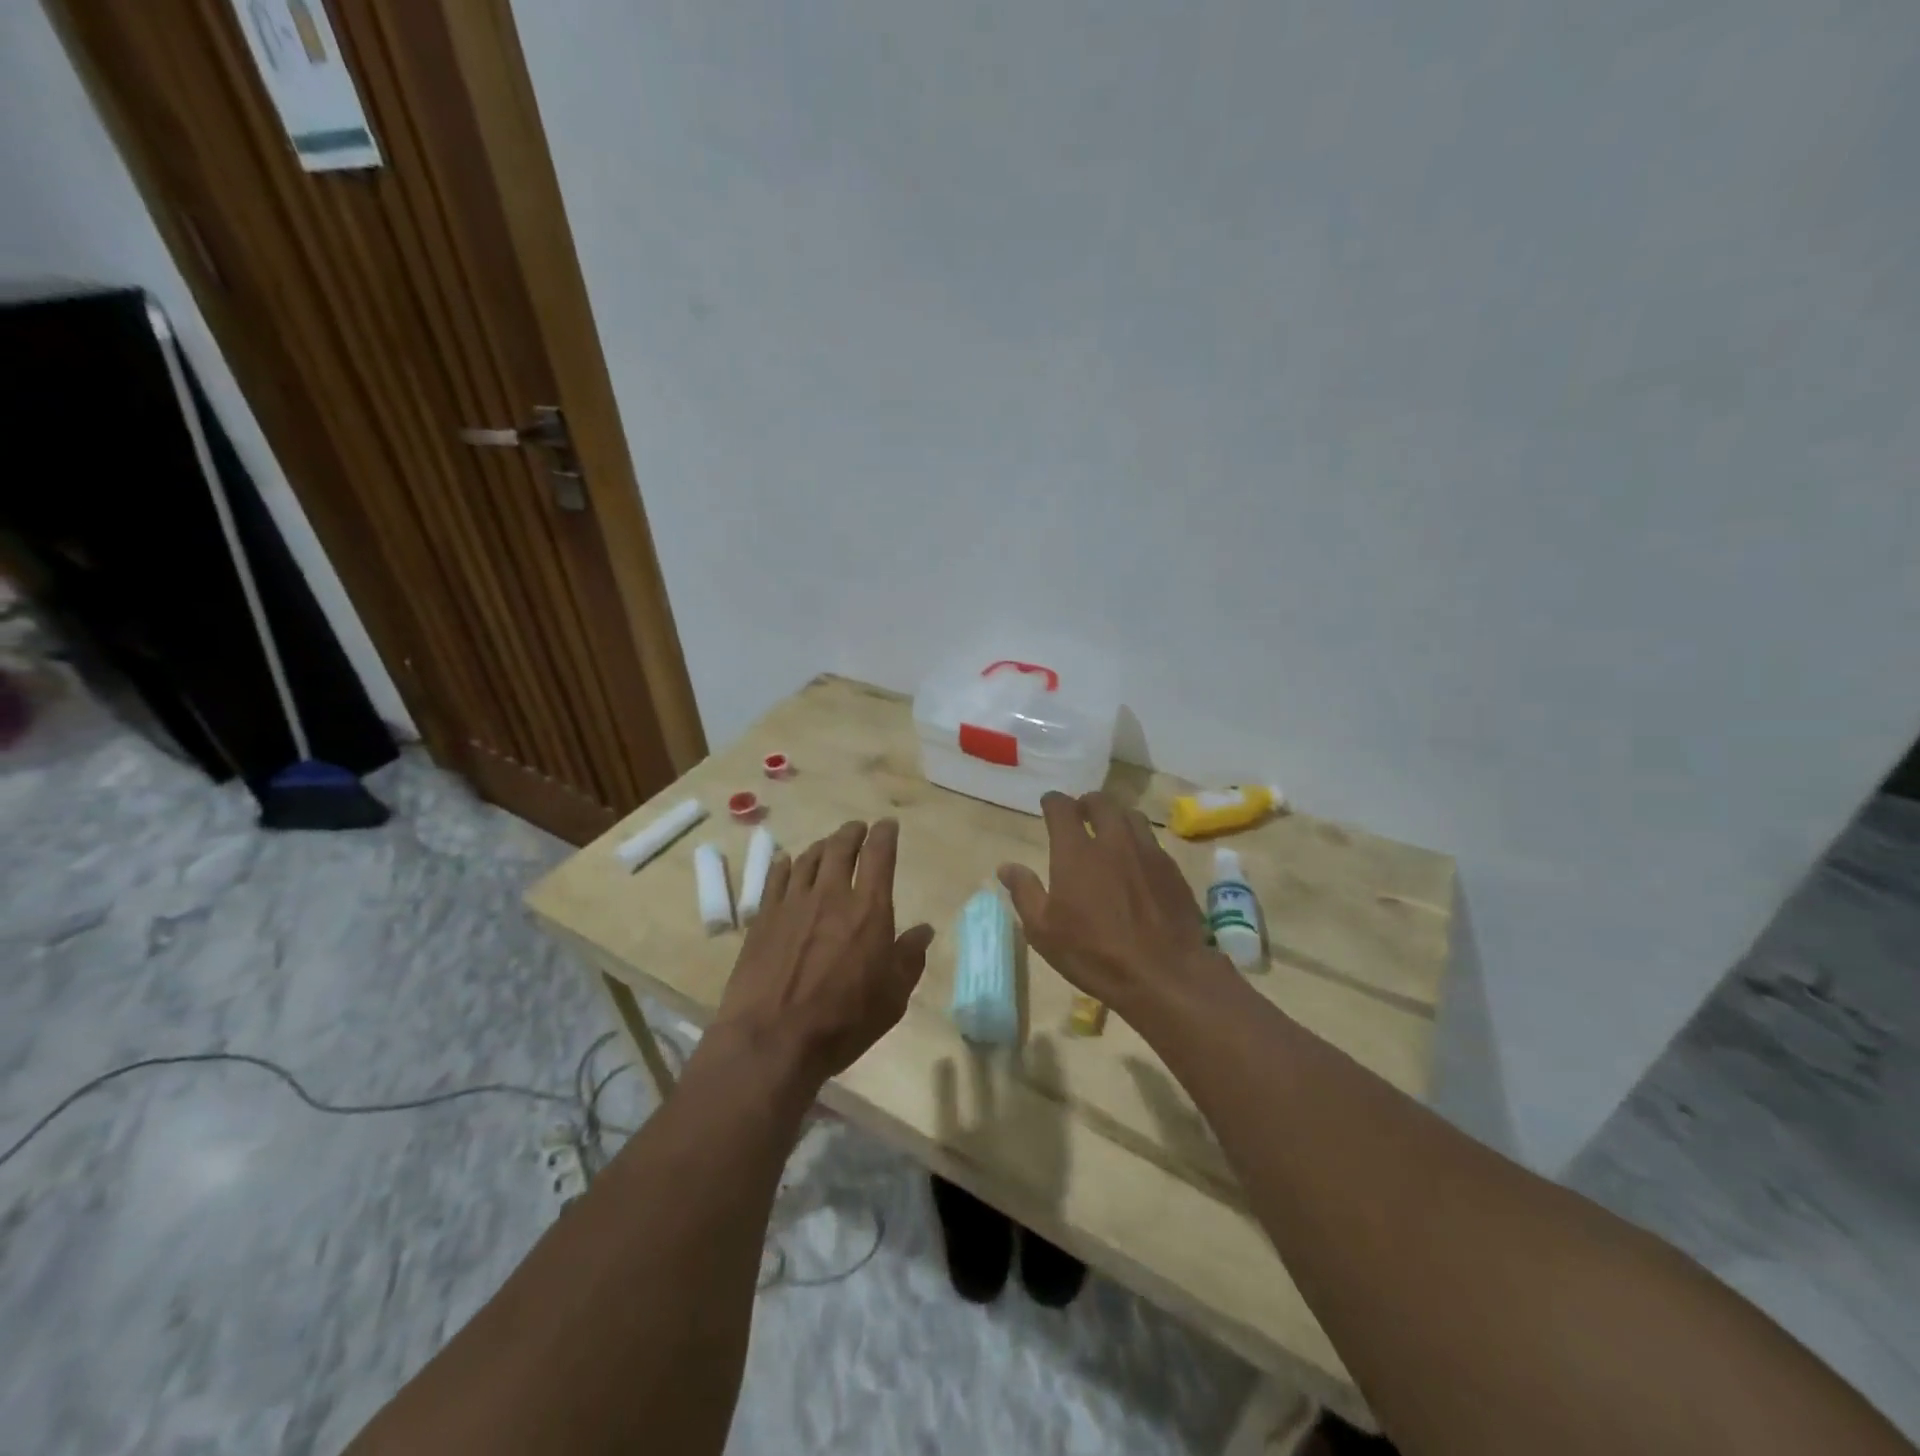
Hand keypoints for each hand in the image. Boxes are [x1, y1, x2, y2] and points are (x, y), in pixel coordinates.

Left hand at [712, 819, 934, 1088]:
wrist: (772, 1039)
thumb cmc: (843, 1021)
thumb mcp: (892, 997)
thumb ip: (910, 958)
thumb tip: (924, 930)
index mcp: (869, 909)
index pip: (879, 855)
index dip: (885, 834)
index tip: (887, 825)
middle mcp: (831, 895)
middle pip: (841, 847)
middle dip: (853, 833)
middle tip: (858, 829)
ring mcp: (793, 903)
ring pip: (808, 858)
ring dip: (822, 846)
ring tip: (828, 845)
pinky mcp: (763, 918)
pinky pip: (775, 878)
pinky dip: (785, 864)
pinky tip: (786, 862)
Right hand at [998, 791, 1229, 1024]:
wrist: (1164, 975)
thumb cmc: (1094, 954)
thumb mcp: (1044, 932)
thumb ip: (1024, 893)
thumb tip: (1007, 867)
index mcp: (1076, 852)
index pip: (1062, 808)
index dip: (1053, 802)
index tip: (1048, 805)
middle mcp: (1113, 841)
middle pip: (1101, 802)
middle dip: (1086, 803)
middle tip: (1080, 814)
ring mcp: (1147, 852)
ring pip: (1131, 816)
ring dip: (1116, 817)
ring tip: (1109, 832)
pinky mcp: (1172, 869)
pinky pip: (1152, 841)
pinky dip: (1138, 841)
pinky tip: (1136, 862)